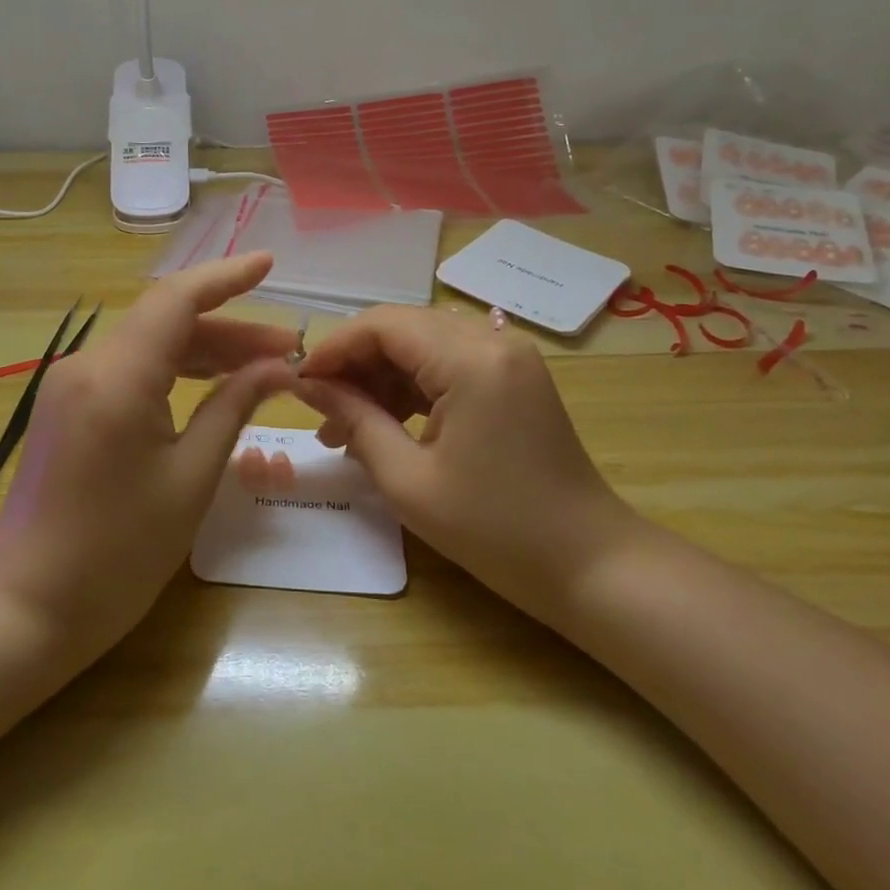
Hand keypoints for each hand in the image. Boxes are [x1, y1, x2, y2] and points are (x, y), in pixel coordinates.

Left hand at [0, 253, 299, 658]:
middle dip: (229, 329)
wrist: (27, 607)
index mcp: (118, 376)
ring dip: (203, 351)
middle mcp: (87, 364)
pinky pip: (128, 372)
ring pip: (148, 346)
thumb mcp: (190, 478)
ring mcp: (70, 385)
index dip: (226, 277)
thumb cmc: (118, 553)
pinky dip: (172, 373)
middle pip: (166, 323)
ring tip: (263, 368)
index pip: (177, 300)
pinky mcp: (66, 407)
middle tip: (287, 351)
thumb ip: (232, 409)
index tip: (269, 265)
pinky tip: (211, 388)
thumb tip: (277, 369)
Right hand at [294, 306, 637, 624]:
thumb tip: (308, 386)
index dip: (334, 347)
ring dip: (380, 377)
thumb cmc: (495, 530)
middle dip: (354, 363)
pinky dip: (411, 387)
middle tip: (318, 409)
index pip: (383, 324)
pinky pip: (447, 364)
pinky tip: (384, 424)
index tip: (299, 383)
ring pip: (422, 345)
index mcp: (471, 360)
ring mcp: (508, 356)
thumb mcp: (408, 480)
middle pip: (402, 328)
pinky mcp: (513, 377)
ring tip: (344, 427)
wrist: (590, 565)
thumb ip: (354, 419)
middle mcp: (493, 341)